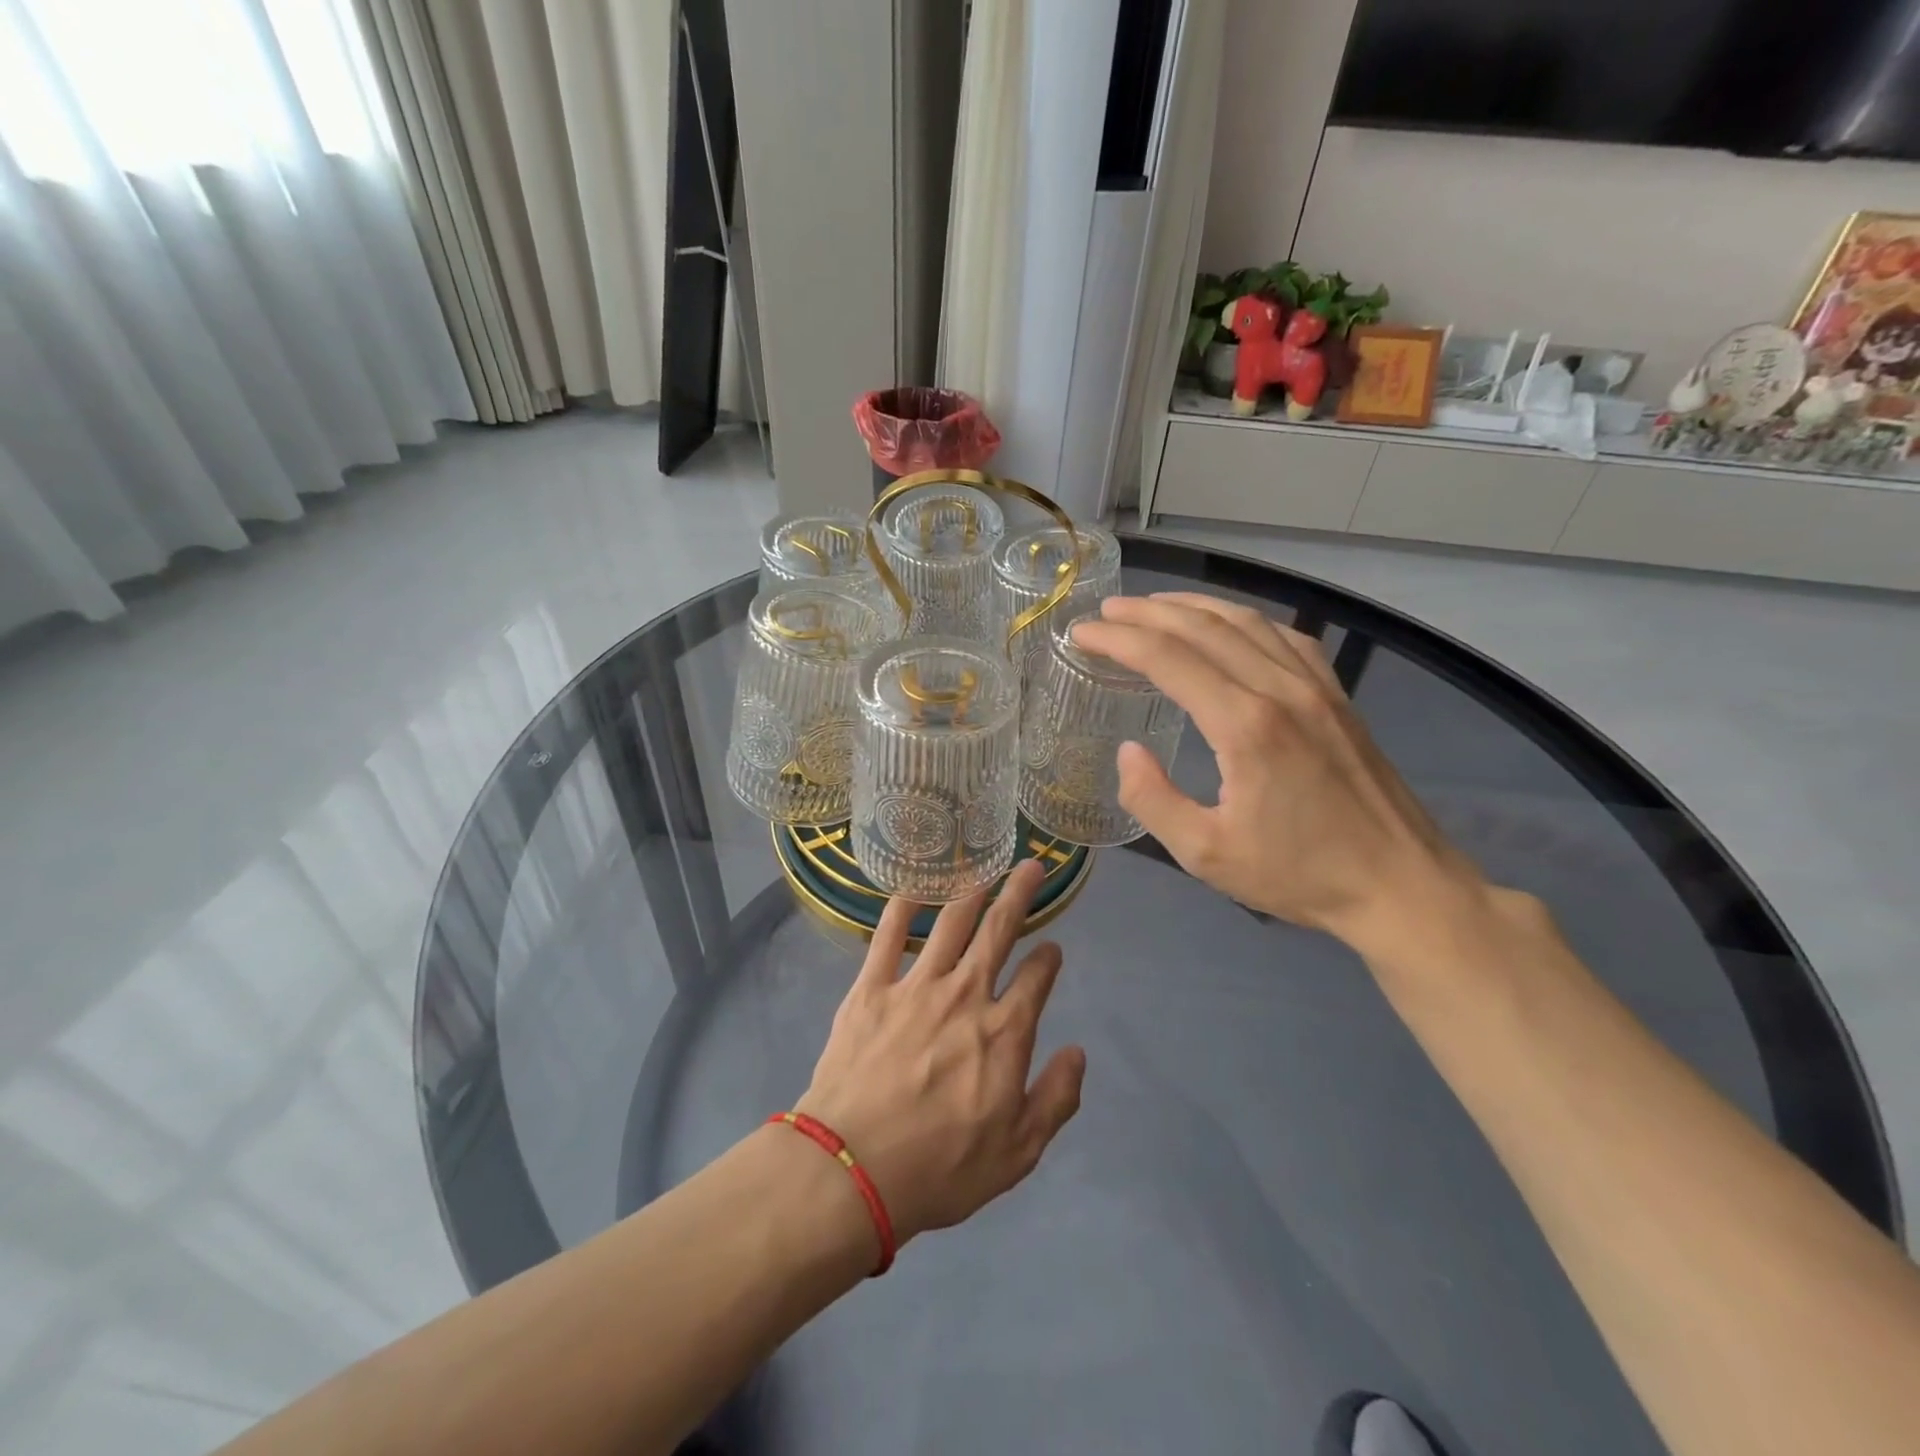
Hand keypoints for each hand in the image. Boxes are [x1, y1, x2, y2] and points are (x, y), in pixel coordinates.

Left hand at [794, 859, 1086, 1248]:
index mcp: (1004, 1032)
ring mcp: (916, 985)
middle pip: (999, 930)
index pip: (1037, 979)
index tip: (1052, 951)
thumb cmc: (939, 1168)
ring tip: (984, 870)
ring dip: (971, 892)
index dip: (1049, 960)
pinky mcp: (871, 987)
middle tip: (1031, 866)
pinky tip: (913, 890)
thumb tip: (1077, 1052)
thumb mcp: (1018, 1153)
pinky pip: (889, 935)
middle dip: (1019, 894)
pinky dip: (903, 907)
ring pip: (951, 923)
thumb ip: (1056, 1099)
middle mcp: (965, 994)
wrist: (851, 1169)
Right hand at [1071, 593, 1482, 949]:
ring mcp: (1316, 687)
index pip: (1167, 659)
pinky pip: (1285, 637)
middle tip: (1105, 612)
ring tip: (1153, 606)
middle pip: (1203, 628)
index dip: (1118, 641)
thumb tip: (1127, 751)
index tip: (1082, 634)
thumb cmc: (1300, 875)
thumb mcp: (1206, 855)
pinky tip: (1229, 625)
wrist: (1401, 885)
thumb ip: (1153, 800)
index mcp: (1245, 726)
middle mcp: (1280, 690)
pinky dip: (1245, 620)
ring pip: (1246, 622)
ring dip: (1193, 607)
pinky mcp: (1337, 696)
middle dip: (1147, 613)